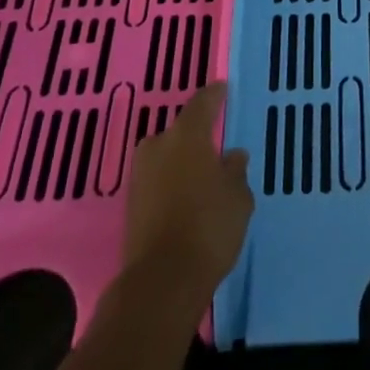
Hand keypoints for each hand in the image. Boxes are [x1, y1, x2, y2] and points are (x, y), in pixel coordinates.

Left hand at [120, 81, 253, 312]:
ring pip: (166, 157)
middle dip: (197, 136)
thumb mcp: (238, 197)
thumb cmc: (208, 226)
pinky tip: (187, 197)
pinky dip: (171, 183)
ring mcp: (140, 176)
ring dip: (182, 162)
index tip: (223, 89)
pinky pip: (158, 181)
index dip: (215, 95)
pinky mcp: (131, 205)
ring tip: (203, 176)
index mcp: (187, 135)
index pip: (202, 102)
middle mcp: (158, 146)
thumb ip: (235, 171)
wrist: (161, 281)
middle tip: (216, 145)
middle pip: (180, 131)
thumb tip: (232, 156)